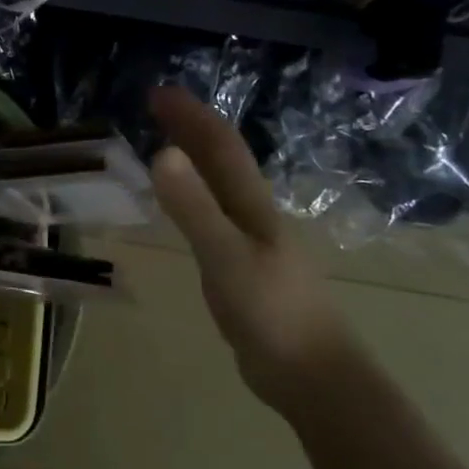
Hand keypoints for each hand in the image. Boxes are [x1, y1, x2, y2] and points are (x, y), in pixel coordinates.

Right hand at [148, 86, 359, 410]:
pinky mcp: (242, 271)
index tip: (158, 92)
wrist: (312, 376)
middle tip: (156, 106)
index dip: (191, 116)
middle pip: (222, 161)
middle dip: (190, 128)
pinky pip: (212, 219)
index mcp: (252, 206)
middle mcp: (253, 216)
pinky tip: (183, 210)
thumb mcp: (226, 258)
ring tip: (165, 145)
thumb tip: (162, 154)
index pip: (220, 147)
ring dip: (194, 160)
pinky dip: (193, 199)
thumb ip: (194, 209)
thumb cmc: (273, 313)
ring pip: (218, 188)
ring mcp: (250, 245)